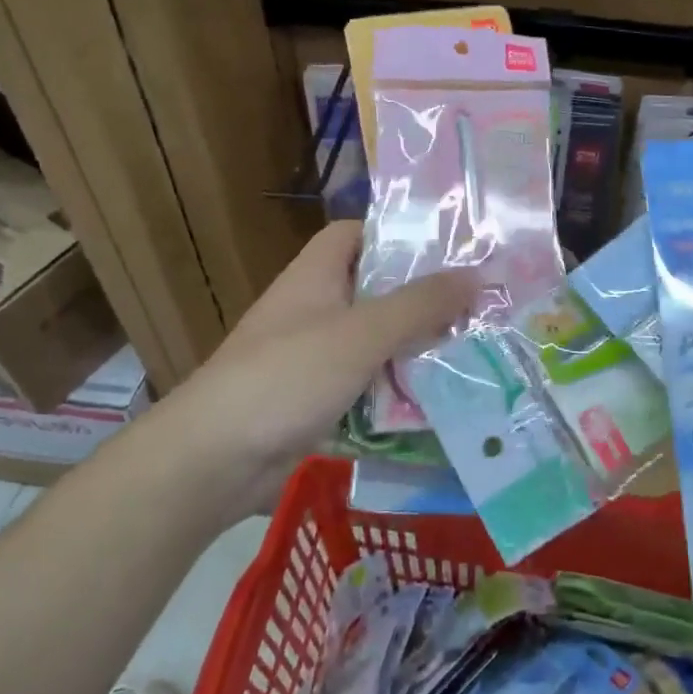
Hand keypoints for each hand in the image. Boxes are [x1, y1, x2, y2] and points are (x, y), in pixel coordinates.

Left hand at [165, 222, 476, 510]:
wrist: (214, 460)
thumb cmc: (287, 376)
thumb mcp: (361, 333)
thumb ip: (420, 304)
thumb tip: (478, 274)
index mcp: (315, 276)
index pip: (354, 234)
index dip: (395, 233)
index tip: (445, 249)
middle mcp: (314, 309)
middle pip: (374, 289)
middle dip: (421, 297)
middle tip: (477, 304)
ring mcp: (313, 357)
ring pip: (374, 340)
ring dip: (415, 346)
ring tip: (472, 350)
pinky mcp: (316, 399)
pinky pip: (366, 383)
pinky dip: (396, 387)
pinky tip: (437, 399)